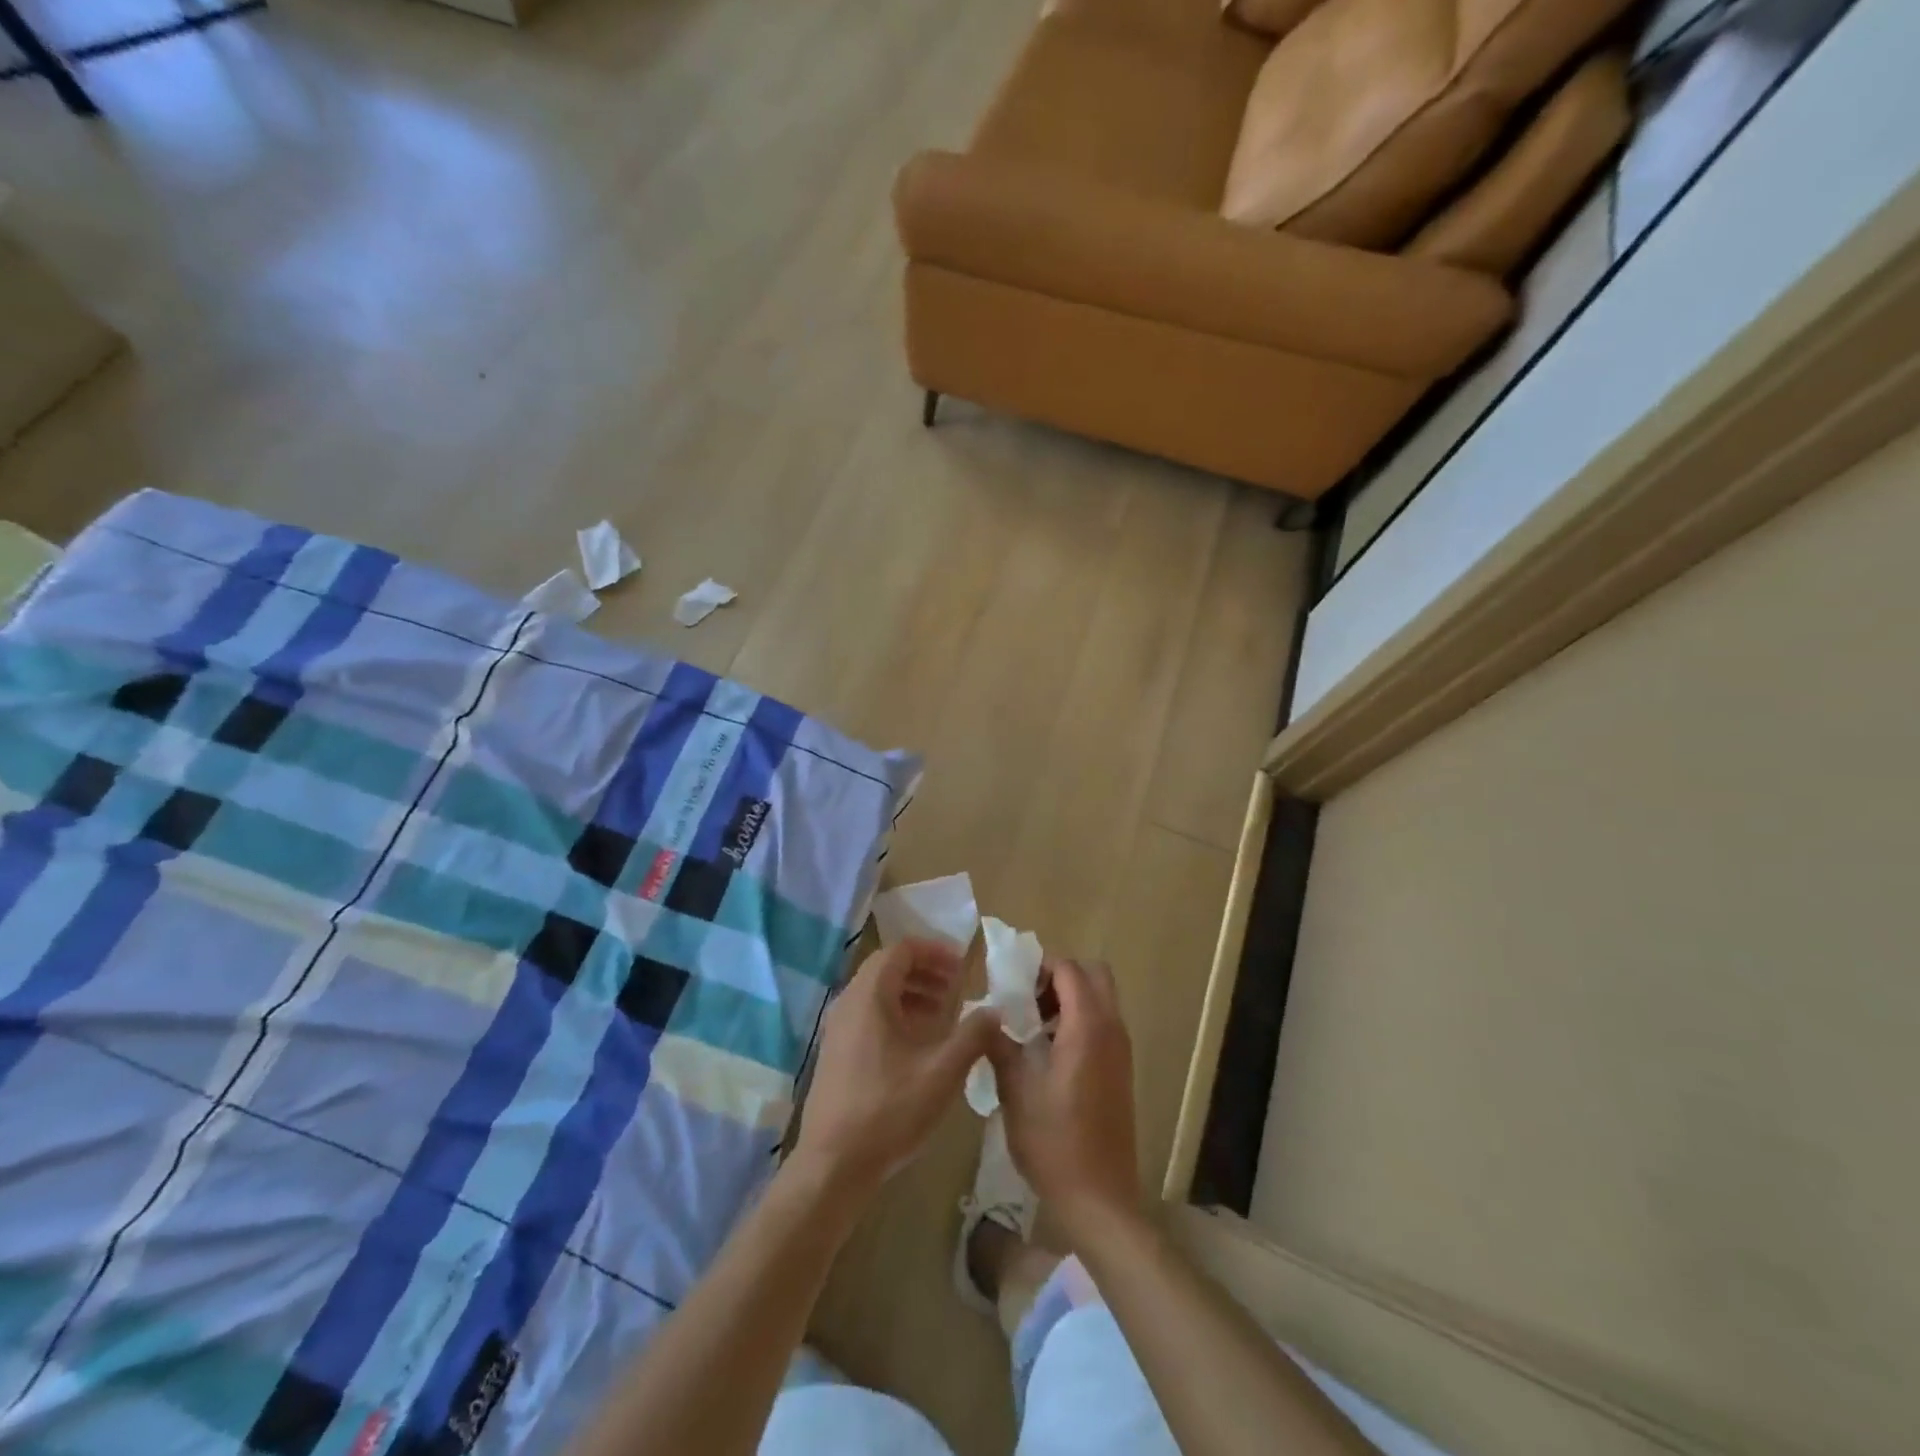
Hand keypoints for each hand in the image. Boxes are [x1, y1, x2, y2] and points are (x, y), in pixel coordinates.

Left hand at [794, 938, 1000, 1196]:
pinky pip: (868, 1015)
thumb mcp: (942, 1072)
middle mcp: (848, 1003)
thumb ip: (972, 1035)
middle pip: (887, 968)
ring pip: (877, 993)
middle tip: (957, 986)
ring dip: (911, 993)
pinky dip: (896, 1014)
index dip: (933, 951)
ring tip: (942, 1013)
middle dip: (925, 971)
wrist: (833, 1167)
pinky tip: (919, 1043)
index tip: (962, 966)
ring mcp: (837, 1029)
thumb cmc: (889, 1111)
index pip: (900, 950)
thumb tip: (995, 1011)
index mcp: (869, 996)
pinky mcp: (836, 1053)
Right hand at [986, 957, 1139, 1243]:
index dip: (1041, 967)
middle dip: (1061, 977)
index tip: (1012, 984)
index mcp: (1087, 1027)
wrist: (1100, 1199)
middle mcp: (1112, 1029)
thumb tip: (986, 1017)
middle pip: (1094, 975)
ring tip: (1032, 1027)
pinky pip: (1103, 1025)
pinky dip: (1079, 1022)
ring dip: (1070, 999)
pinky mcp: (1121, 1071)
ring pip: (1101, 1000)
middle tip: (1028, 999)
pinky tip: (1049, 1054)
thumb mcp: (1015, 1090)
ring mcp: (1121, 1051)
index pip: (1070, 969)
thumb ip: (999, 1044)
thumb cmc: (1054, 1142)